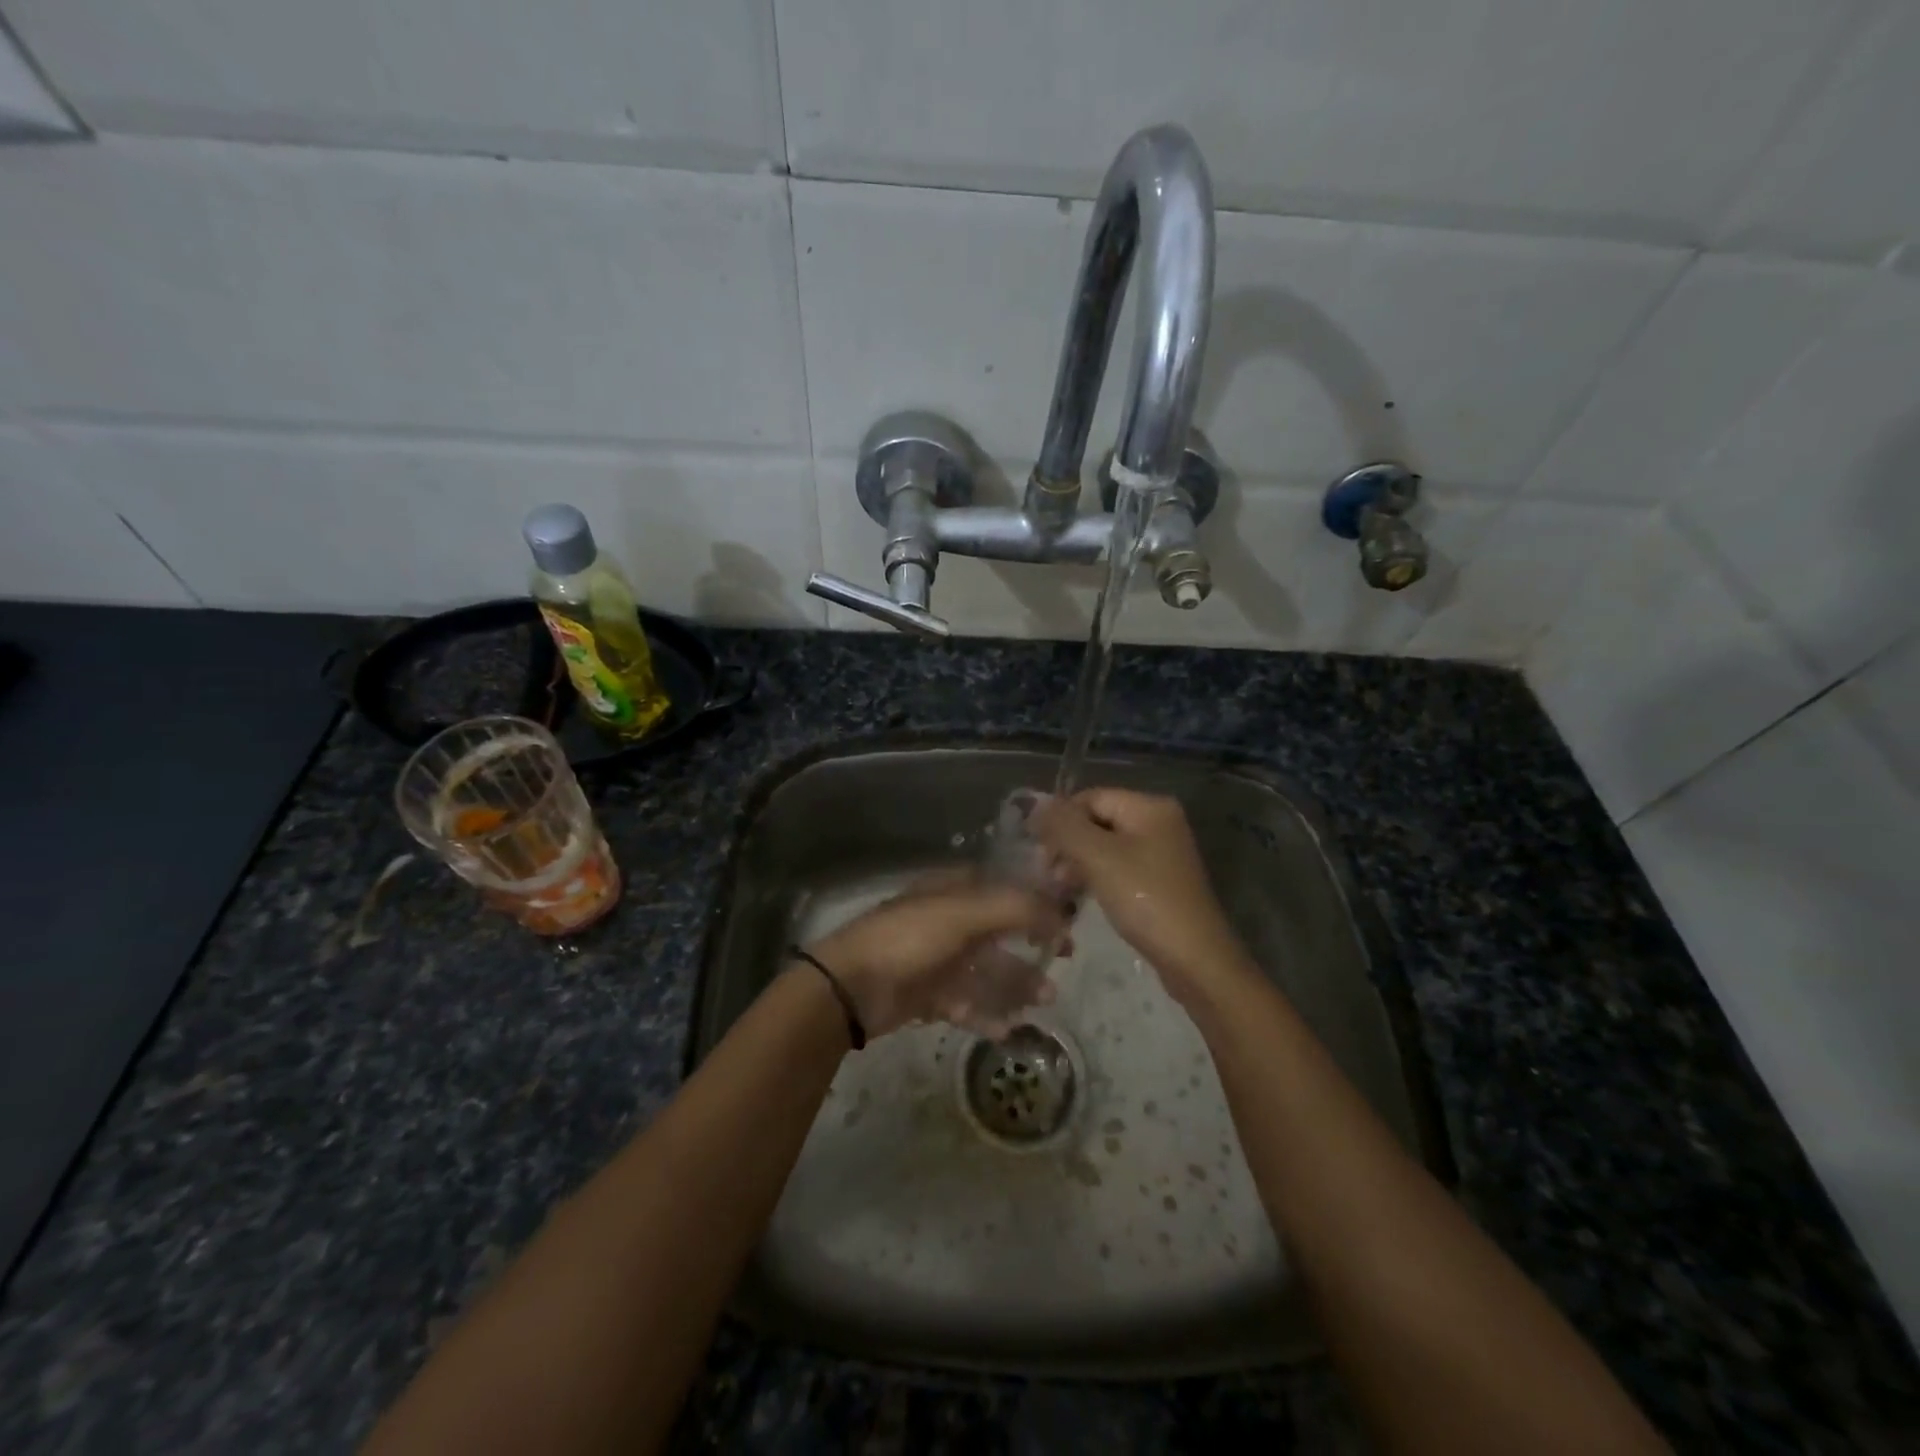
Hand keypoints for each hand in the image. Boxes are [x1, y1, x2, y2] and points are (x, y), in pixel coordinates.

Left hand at [806, 869, 1068, 1040]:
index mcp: (954, 890)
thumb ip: (1017, 908)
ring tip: (1045, 1001)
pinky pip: (966, 1002)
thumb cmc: (910, 938)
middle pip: (1000, 931)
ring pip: (986, 969)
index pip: (1005, 887)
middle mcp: (948, 920)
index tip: (1067, 919)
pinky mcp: (927, 993)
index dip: (1038, 900)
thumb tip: (1063, 915)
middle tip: (1063, 962)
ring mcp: (937, 958)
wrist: (851, 987)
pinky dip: (986, 1013)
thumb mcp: (965, 913)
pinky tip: (1007, 1028)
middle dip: (1031, 947)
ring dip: (1016, 983)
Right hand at [1031, 788, 1247, 1006]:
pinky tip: (1079, 897)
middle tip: (1046, 874)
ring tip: (1059, 889)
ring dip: (1078, 863)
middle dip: (1068, 843)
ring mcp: (1162, 853)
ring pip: (1105, 846)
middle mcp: (1159, 822)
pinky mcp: (1159, 881)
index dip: (1061, 820)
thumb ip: (1064, 826)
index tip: (1040, 853)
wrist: (1194, 959)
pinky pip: (1118, 867)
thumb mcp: (1098, 857)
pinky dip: (1096, 877)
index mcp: (1149, 807)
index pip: (1090, 797)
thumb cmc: (1145, 900)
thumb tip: (1035, 804)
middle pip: (1098, 820)